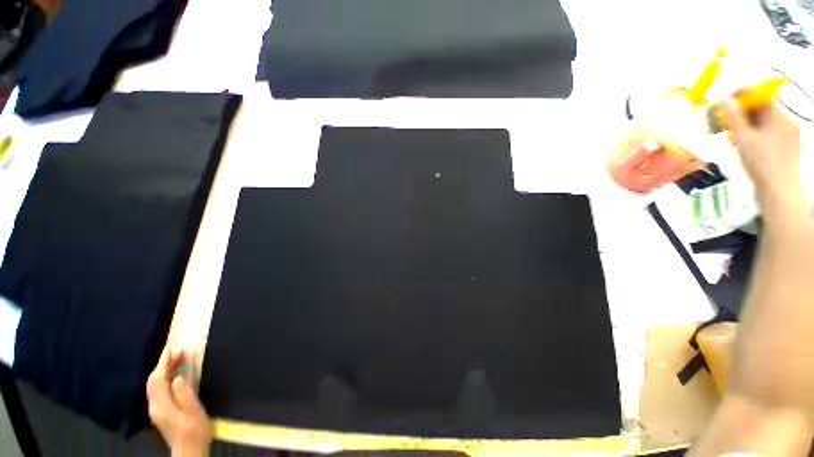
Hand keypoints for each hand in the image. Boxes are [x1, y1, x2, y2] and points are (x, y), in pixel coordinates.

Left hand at [147, 349, 211, 456]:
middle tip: (178, 350)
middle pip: (153, 381)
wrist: (189, 450)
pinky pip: (158, 389)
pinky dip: (164, 377)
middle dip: (163, 364)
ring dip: (163, 369)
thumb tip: (177, 378)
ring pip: (154, 384)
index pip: (157, 380)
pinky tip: (174, 373)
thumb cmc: (195, 430)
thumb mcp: (193, 412)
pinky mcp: (160, 411)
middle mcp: (154, 406)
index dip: (163, 363)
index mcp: (162, 406)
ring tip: (178, 358)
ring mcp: (156, 409)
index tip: (172, 348)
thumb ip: (184, 395)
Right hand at [722, 99, 801, 198]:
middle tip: (724, 124)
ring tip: (733, 139)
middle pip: (761, 109)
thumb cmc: (760, 163)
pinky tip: (746, 146)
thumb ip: (733, 117)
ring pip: (764, 122)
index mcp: (778, 116)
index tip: (723, 101)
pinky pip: (770, 133)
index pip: (759, 95)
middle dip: (742, 114)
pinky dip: (756, 135)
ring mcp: (790, 135)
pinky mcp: (788, 147)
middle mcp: (787, 121)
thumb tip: (723, 99)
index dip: (741, 95)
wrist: (779, 191)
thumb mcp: (743, 138)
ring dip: (747, 126)